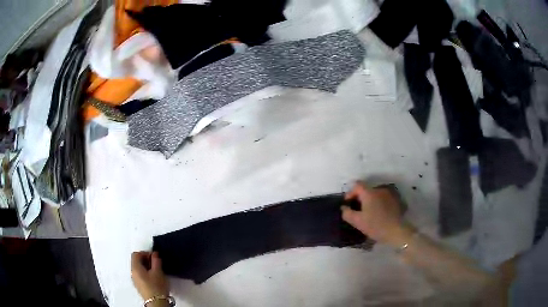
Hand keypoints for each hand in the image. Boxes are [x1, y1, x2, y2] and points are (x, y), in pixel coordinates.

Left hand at [131, 251, 168, 300]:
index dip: (145, 253)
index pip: (136, 254)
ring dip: (146, 266)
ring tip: (156, 270)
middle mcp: (133, 273)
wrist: (157, 302)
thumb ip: (156, 260)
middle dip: (146, 259)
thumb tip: (155, 254)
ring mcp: (135, 280)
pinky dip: (146, 273)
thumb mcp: (158, 272)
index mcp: (135, 268)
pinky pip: (140, 275)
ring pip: (138, 268)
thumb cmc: (157, 287)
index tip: (154, 257)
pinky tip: (154, 277)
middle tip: (156, 262)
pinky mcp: (139, 286)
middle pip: (136, 261)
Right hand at [341, 182, 411, 246]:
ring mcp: (389, 194)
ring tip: (369, 212)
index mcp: (369, 193)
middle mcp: (379, 190)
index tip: (348, 203)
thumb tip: (344, 207)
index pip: (357, 185)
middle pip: (367, 190)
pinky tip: (379, 214)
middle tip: (357, 210)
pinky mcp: (396, 200)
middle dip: (361, 198)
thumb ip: (347, 213)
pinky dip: (379, 203)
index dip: (350, 192)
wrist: (396, 231)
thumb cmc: (375, 225)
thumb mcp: (358, 221)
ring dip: (371, 201)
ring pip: (376, 194)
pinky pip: (383, 199)